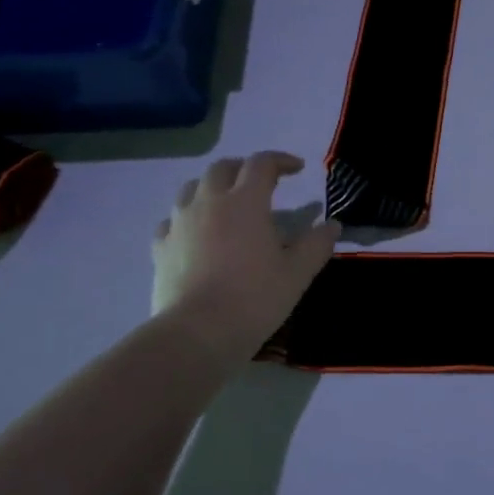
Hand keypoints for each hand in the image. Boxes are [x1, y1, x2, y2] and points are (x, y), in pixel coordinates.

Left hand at [151, 152, 338, 355]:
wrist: (196, 334)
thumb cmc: (254, 298)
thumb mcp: (297, 273)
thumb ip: (317, 244)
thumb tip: (332, 225)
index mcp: (245, 201)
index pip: (262, 163)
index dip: (281, 160)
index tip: (298, 169)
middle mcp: (209, 202)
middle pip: (223, 167)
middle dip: (244, 168)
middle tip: (261, 182)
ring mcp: (180, 223)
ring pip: (192, 188)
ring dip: (212, 187)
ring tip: (225, 202)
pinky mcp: (160, 248)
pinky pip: (171, 221)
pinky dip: (186, 218)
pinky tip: (194, 234)